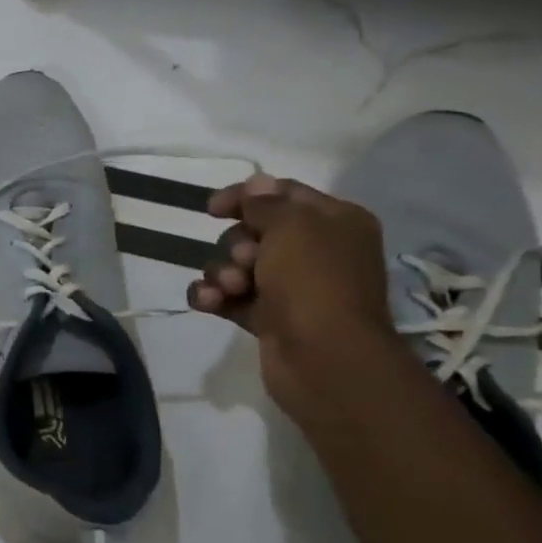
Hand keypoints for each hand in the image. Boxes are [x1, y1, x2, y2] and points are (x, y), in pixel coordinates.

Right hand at [186, 173, 397, 414]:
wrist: (325, 359)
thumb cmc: (314, 282)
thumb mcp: (292, 227)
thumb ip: (266, 203)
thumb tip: (256, 183)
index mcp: (334, 223)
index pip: (283, 194)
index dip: (246, 196)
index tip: (212, 209)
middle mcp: (315, 252)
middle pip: (253, 232)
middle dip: (235, 244)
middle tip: (244, 261)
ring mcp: (289, 288)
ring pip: (236, 266)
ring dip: (221, 273)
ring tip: (228, 289)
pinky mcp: (267, 319)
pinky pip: (227, 297)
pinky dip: (212, 297)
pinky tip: (207, 302)